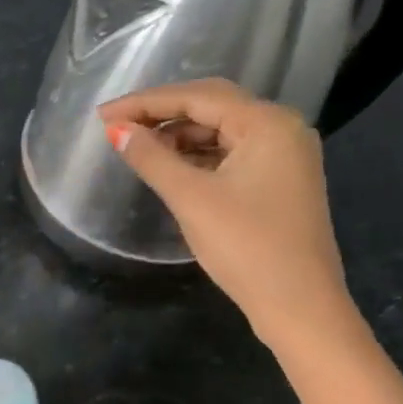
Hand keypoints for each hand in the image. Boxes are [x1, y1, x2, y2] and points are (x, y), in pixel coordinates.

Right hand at [98, 79, 359, 349]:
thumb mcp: (192, 198)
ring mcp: (286, 157)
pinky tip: (171, 167)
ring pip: (222, 132)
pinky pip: (233, 155)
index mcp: (268, 123)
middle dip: (162, 114)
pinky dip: (200, 157)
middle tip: (117, 126)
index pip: (198, 97)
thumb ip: (152, 158)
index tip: (103, 115)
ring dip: (180, 137)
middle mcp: (283, 129)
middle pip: (213, 107)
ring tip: (138, 148)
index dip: (145, 103)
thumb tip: (117, 131)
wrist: (300, 306)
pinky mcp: (281, 183)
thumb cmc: (246, 247)